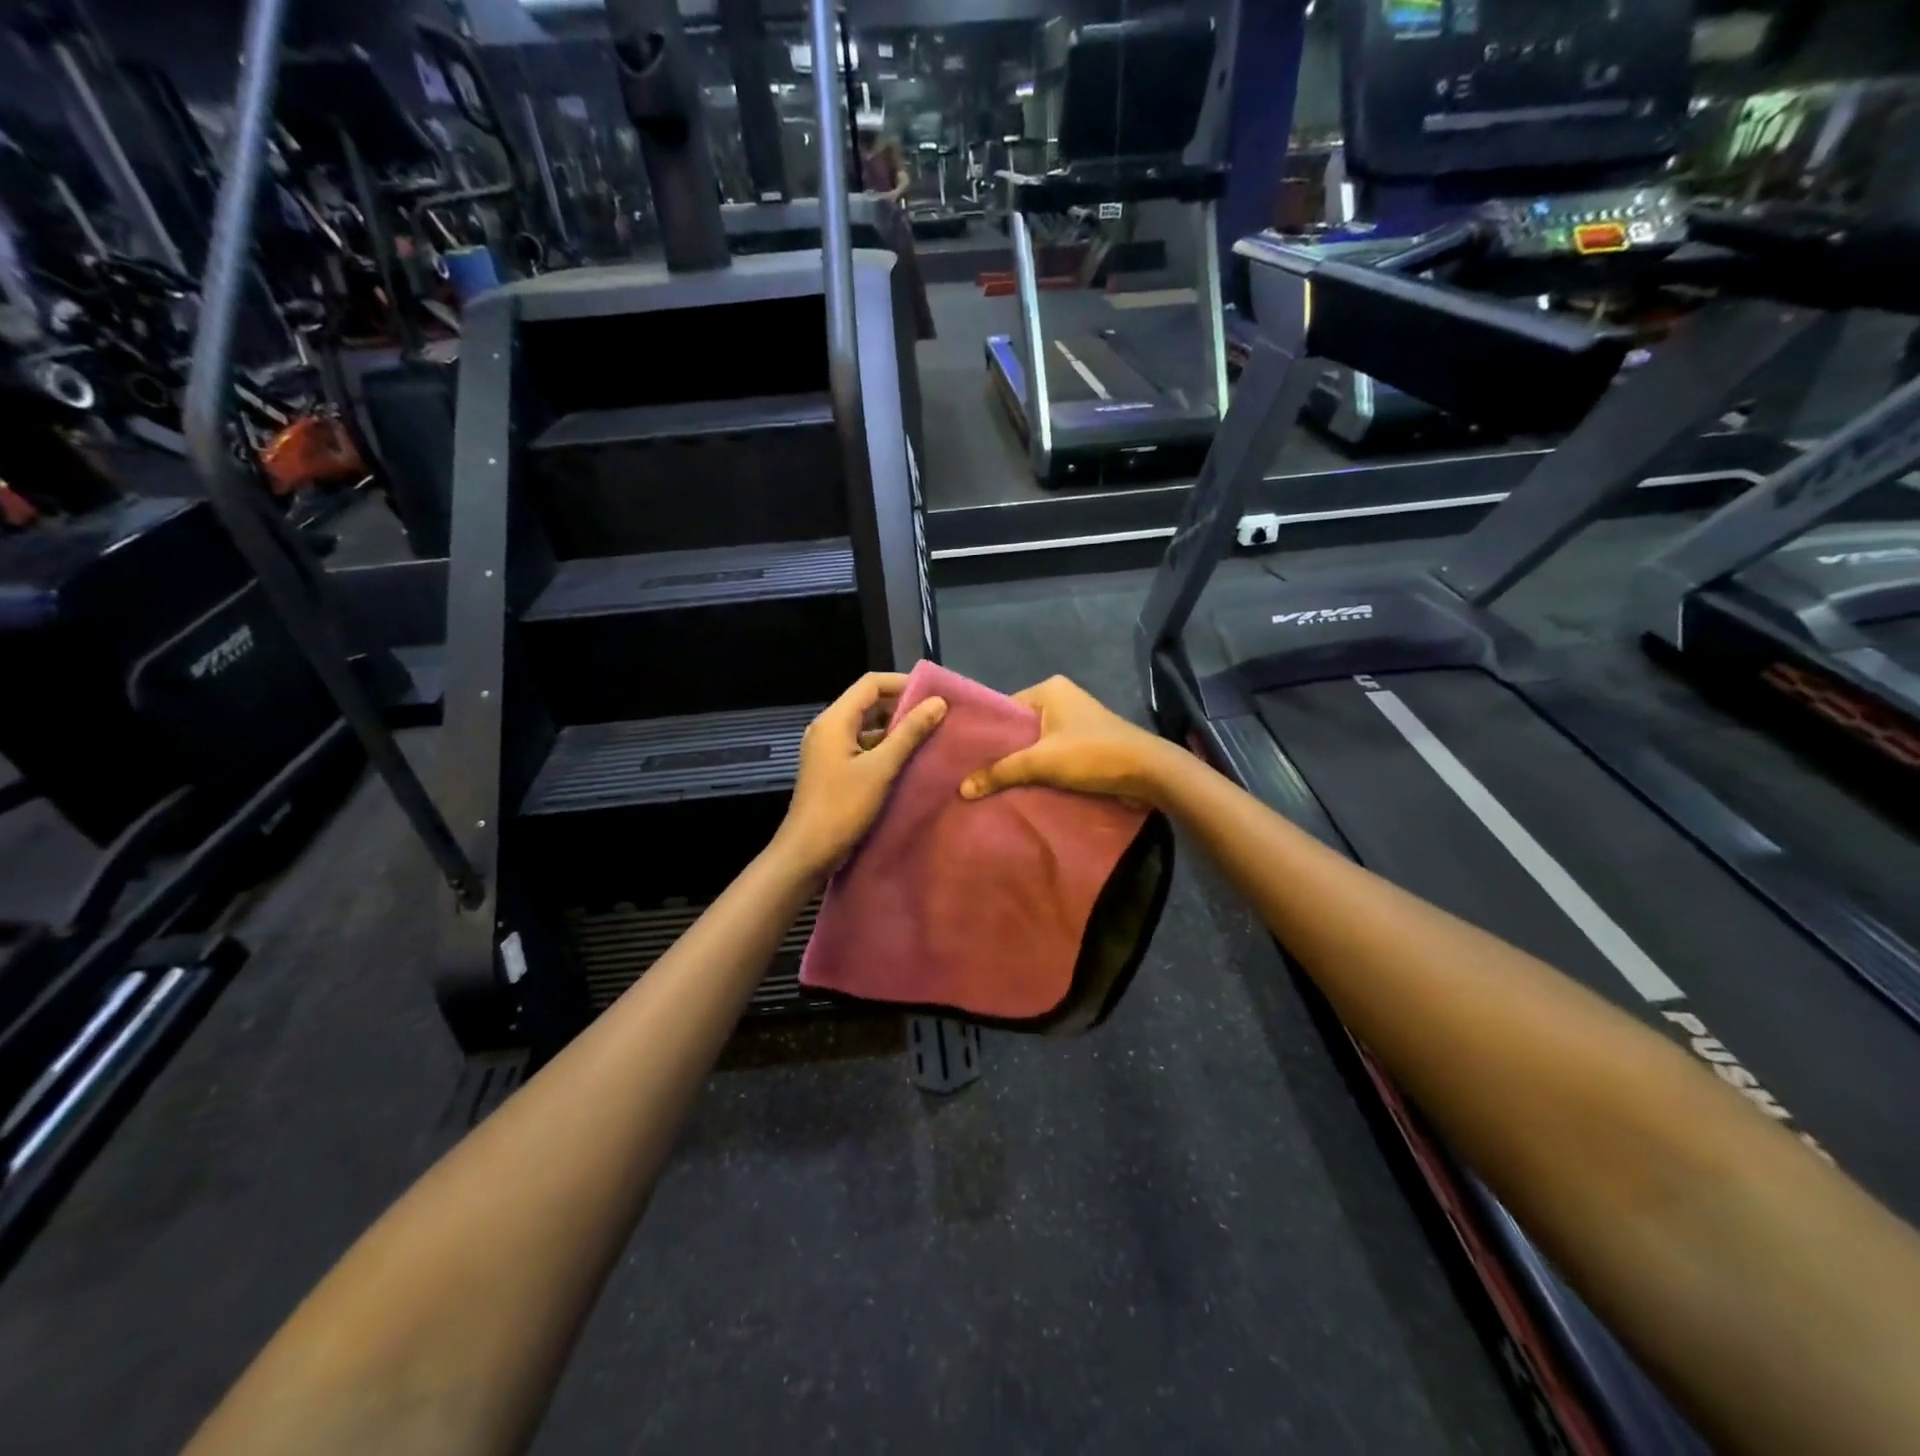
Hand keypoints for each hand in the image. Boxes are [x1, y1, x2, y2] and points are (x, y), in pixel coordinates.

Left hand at [773, 672, 947, 880]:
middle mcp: (828, 728)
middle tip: (936, 716)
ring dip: (894, 728)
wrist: (807, 852)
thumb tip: (938, 702)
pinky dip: (884, 747)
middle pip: (868, 703)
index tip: (934, 694)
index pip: (871, 683)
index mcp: (834, 720)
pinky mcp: (832, 768)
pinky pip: (861, 746)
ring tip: (928, 736)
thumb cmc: (842, 807)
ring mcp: (828, 749)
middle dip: (901, 706)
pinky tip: (908, 760)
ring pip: (866, 726)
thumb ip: (909, 733)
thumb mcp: (881, 769)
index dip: (903, 683)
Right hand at [959, 676, 1179, 806]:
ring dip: (1020, 764)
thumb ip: (1001, 772)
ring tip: (990, 785)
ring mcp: (1074, 722)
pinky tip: (1019, 788)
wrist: (1148, 772)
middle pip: (1018, 728)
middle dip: (1001, 753)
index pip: (1004, 709)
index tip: (962, 757)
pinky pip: (1051, 754)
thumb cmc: (1093, 754)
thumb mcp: (1042, 762)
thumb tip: (962, 789)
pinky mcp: (1084, 744)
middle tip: (971, 775)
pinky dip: (1038, 770)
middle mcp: (1060, 699)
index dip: (985, 734)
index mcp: (1048, 689)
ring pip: (1035, 744)